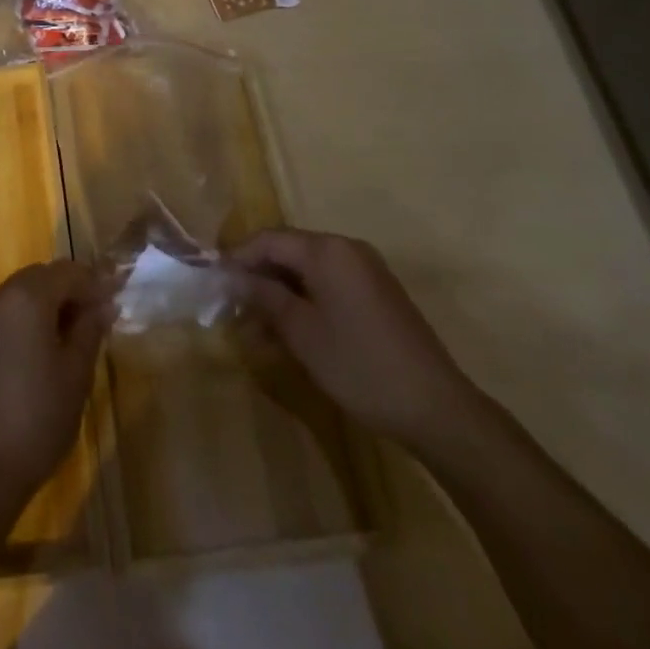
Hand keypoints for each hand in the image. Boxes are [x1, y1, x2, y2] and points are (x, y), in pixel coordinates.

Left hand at [0, 260, 112, 502]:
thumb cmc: (37, 418)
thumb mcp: (76, 375)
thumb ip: (90, 330)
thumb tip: (103, 305)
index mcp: (27, 298)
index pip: (67, 271)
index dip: (94, 282)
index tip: (114, 299)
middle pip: (37, 279)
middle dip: (66, 292)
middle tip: (91, 319)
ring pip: (14, 300)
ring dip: (40, 310)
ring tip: (62, 342)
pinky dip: (16, 331)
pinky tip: (27, 364)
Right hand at [229, 229, 476, 448]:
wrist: (437, 409)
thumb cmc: (360, 365)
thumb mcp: (302, 332)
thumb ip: (264, 296)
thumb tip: (232, 275)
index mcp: (327, 250)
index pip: (268, 239)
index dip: (238, 257)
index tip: (213, 281)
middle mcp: (347, 249)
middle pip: (288, 252)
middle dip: (258, 277)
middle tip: (231, 307)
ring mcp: (366, 272)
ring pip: (308, 272)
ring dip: (279, 294)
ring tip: (255, 328)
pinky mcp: (377, 295)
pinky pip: (329, 286)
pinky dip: (305, 302)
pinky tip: (289, 333)